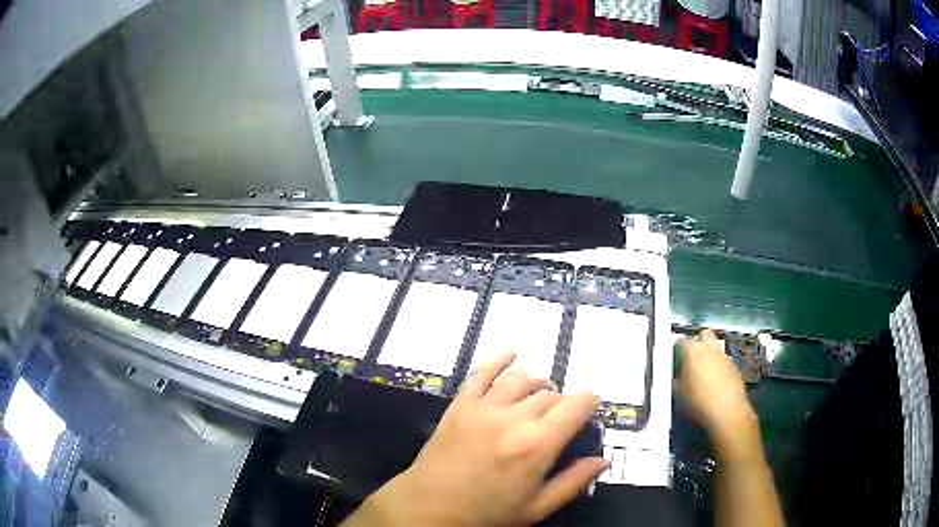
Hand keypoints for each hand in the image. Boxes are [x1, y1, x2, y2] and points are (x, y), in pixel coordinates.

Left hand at [343, 352, 606, 526]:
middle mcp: (514, 418)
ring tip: (540, 395)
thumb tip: (602, 461)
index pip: (576, 405)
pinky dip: (499, 359)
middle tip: (559, 420)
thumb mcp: (536, 508)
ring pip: (522, 378)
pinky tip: (511, 354)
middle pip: (550, 394)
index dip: (590, 402)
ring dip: (538, 383)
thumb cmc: (486, 513)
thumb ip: (572, 483)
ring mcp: (484, 407)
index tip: (590, 409)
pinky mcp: (460, 404)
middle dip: (562, 403)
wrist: (429, 507)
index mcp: (537, 445)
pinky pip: (482, 372)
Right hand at [677, 330, 758, 457]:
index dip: (677, 349)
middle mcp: (709, 349)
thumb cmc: (698, 402)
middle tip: (693, 359)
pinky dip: (719, 369)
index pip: (681, 341)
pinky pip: (723, 362)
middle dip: (699, 342)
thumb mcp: (679, 394)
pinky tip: (716, 384)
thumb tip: (677, 376)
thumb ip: (677, 379)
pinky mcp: (735, 367)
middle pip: (704, 335)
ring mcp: (724, 356)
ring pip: (715, 349)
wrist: (727, 411)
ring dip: (710, 357)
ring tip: (705, 376)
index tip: (675, 359)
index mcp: (692, 352)